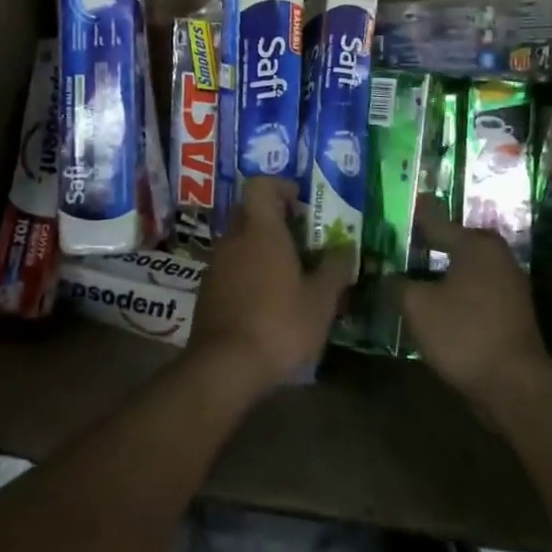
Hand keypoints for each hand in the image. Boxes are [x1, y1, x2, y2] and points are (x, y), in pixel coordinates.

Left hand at [188, 176, 353, 390]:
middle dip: (274, 219)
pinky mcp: (207, 291)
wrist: (224, 367)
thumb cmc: (279, 324)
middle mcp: (233, 239)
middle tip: (301, 239)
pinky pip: (230, 267)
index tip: (300, 201)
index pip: (260, 185)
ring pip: (239, 241)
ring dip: (260, 248)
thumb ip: (335, 269)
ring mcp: (215, 265)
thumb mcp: (321, 301)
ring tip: (288, 273)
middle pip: (249, 212)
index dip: (280, 186)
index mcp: (261, 230)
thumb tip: (345, 247)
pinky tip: (266, 299)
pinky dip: (247, 271)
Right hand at [401, 196, 551, 422]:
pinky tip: (431, 302)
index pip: (435, 221)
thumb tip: (385, 276)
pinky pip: (473, 290)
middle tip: (394, 246)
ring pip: (463, 268)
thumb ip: (397, 285)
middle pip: (452, 243)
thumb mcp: (417, 306)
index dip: (410, 217)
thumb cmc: (463, 333)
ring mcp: (508, 284)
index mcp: (476, 244)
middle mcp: (496, 256)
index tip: (391, 210)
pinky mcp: (510, 311)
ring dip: (437, 271)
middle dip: (424, 244)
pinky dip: (452, 291)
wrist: (514, 385)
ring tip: (407, 275)